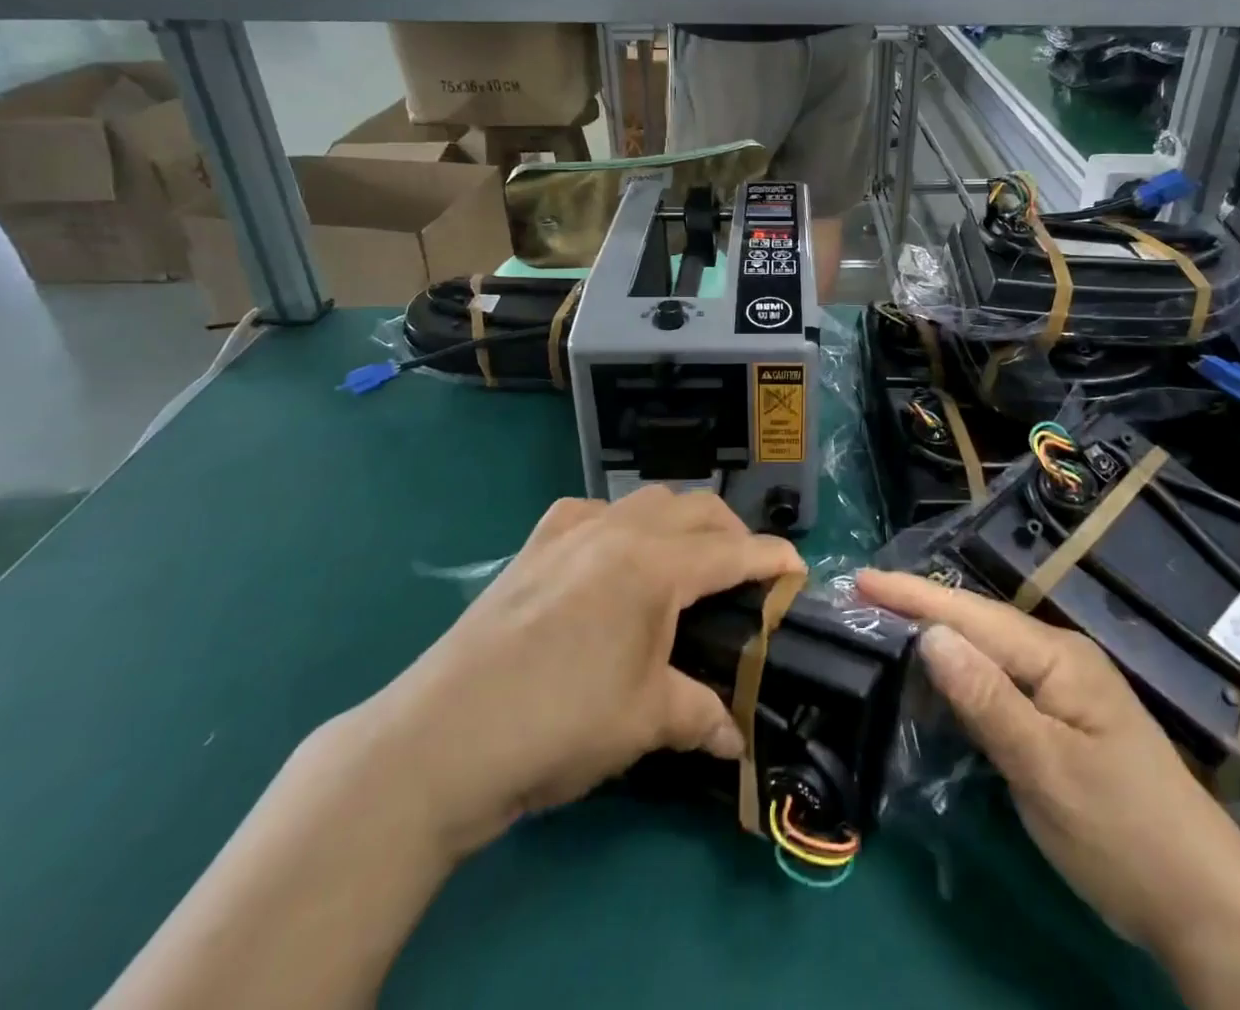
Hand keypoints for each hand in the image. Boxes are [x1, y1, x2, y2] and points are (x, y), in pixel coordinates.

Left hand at [360, 490, 803, 859]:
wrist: (440, 740)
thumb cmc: (557, 726)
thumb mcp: (643, 722)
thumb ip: (700, 715)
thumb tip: (735, 739)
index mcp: (654, 567)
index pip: (732, 550)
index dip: (772, 557)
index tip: (798, 569)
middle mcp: (618, 531)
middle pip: (695, 508)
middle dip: (732, 533)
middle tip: (745, 574)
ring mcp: (571, 530)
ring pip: (647, 500)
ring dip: (680, 521)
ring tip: (685, 563)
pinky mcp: (535, 544)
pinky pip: (594, 511)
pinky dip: (622, 523)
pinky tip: (612, 557)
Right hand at [855, 569, 1239, 953]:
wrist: (1205, 907)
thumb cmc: (1123, 834)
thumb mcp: (1046, 770)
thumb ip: (986, 699)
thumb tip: (929, 633)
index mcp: (1057, 657)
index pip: (971, 615)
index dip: (912, 595)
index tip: (860, 578)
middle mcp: (1059, 658)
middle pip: (976, 624)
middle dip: (918, 608)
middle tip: (861, 599)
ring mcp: (1062, 688)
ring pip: (986, 653)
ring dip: (935, 641)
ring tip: (882, 628)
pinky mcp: (1060, 720)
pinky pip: (998, 684)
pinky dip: (959, 680)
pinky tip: (933, 685)